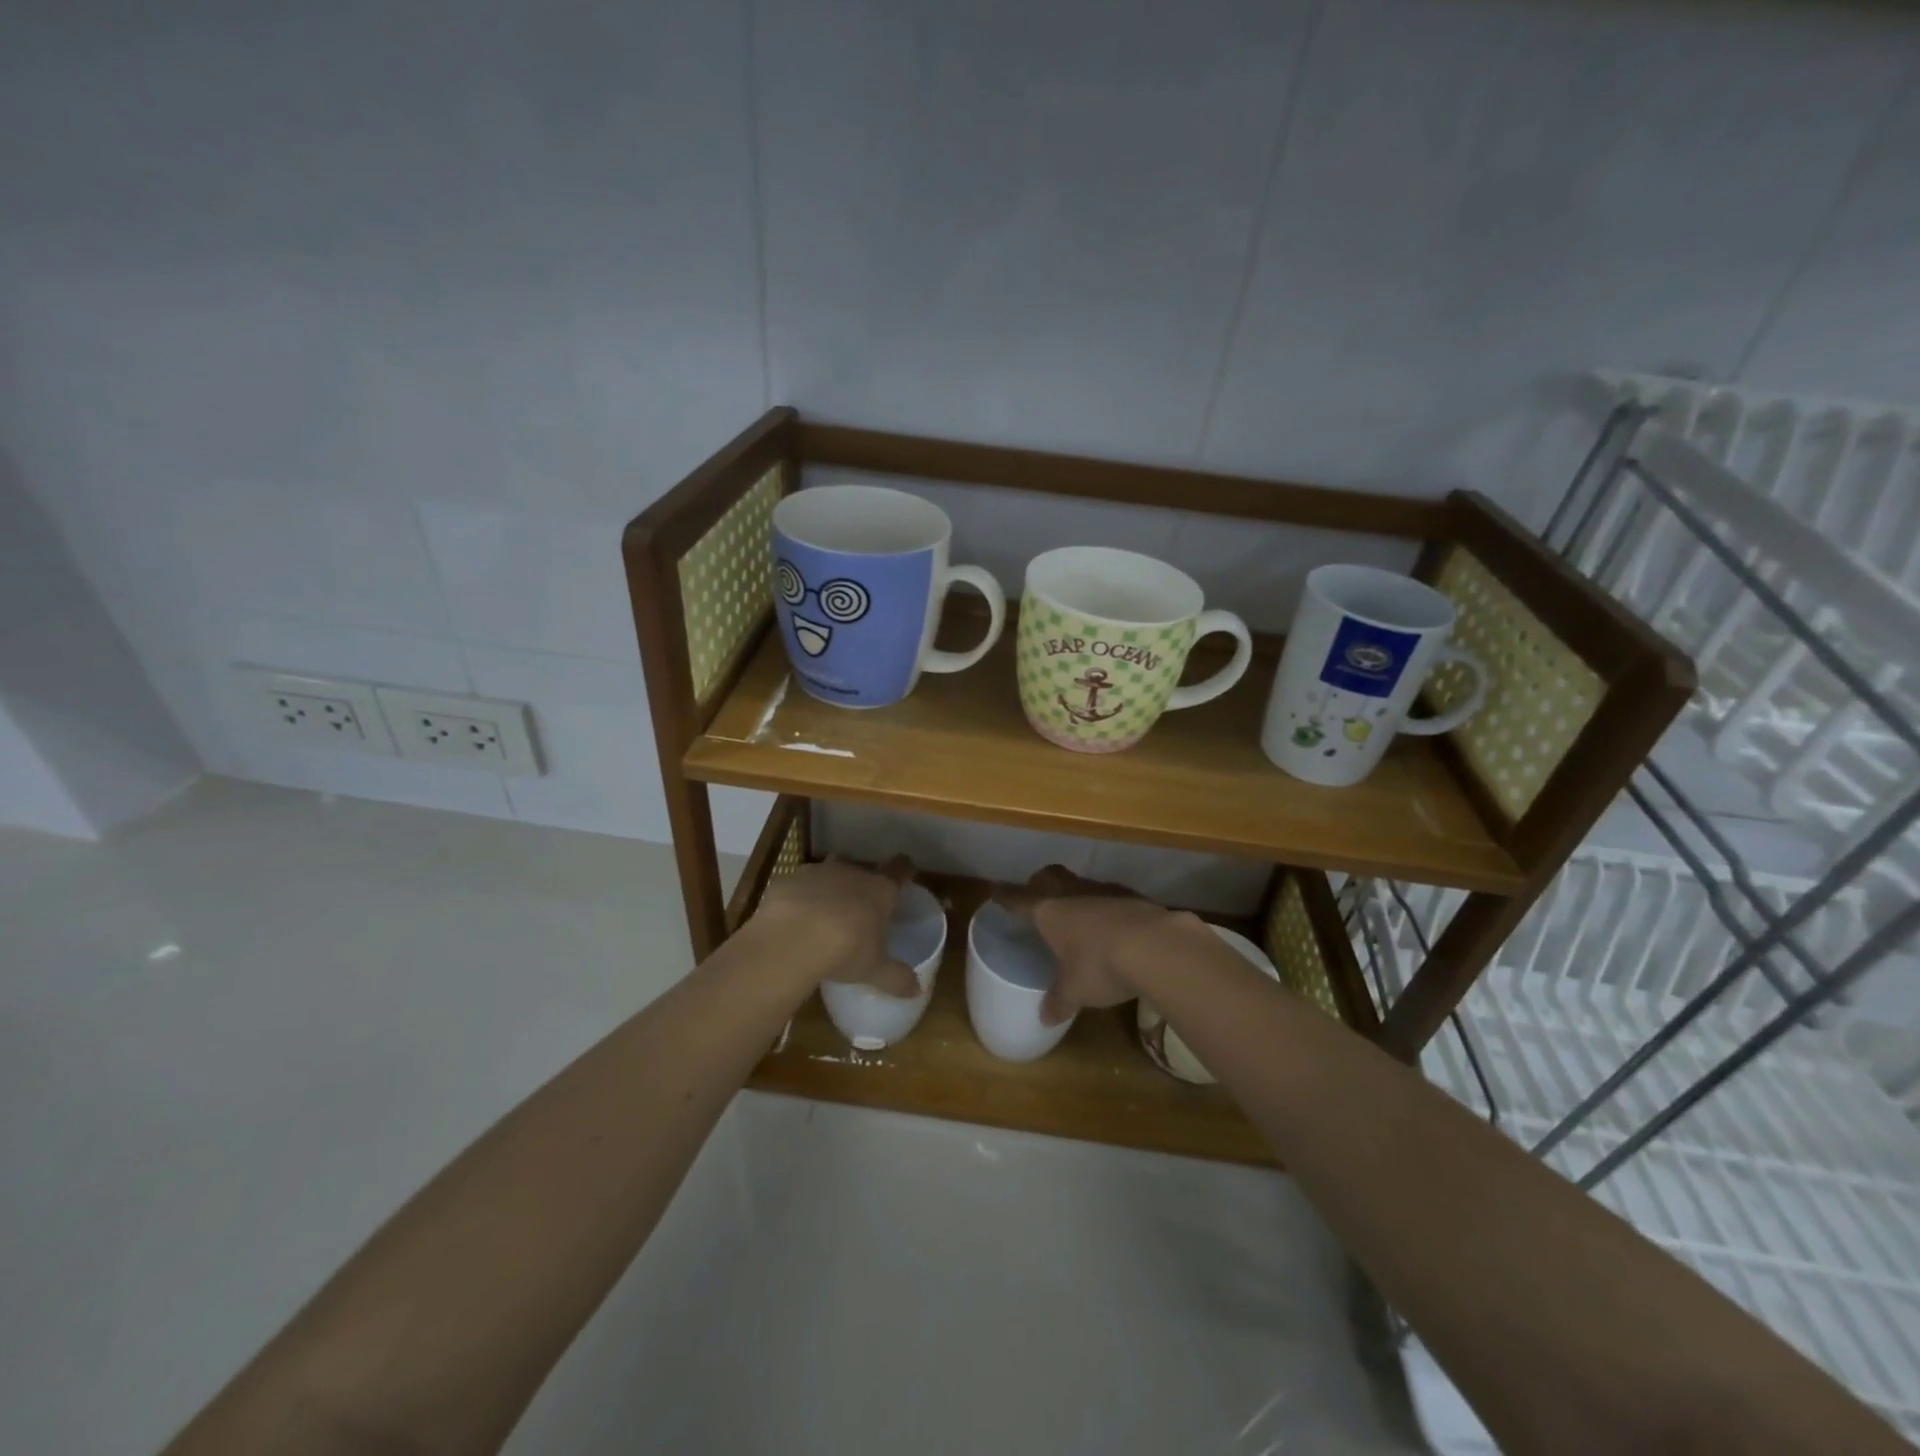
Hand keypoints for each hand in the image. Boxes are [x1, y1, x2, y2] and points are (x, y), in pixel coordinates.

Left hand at [752, 856, 920, 996]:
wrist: (791, 938)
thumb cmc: (845, 950)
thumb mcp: (874, 970)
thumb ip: (897, 978)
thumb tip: (918, 991)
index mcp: (879, 889)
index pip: (899, 869)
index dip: (903, 870)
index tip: (905, 874)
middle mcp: (851, 873)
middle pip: (862, 869)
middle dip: (861, 883)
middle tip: (860, 906)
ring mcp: (817, 873)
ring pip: (829, 874)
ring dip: (829, 889)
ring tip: (824, 913)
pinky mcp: (788, 880)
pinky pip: (798, 886)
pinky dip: (799, 898)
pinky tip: (793, 920)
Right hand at [996, 865, 1188, 1024]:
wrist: (1156, 946)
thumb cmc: (1100, 966)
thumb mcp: (1075, 991)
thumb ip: (1059, 1001)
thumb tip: (1045, 1019)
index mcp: (1048, 911)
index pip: (1019, 899)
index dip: (1005, 897)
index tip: (995, 892)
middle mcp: (1073, 893)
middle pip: (1049, 876)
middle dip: (1038, 882)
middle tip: (1035, 893)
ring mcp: (1105, 890)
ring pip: (1081, 882)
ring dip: (1075, 892)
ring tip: (1076, 912)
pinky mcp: (1133, 896)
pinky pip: (1110, 895)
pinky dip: (1105, 905)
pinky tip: (1112, 923)